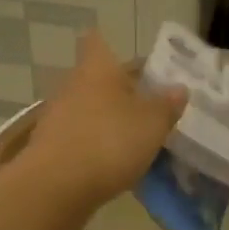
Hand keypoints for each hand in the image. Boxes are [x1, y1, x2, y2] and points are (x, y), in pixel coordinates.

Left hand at [16, 32, 185, 219]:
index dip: (109, 45)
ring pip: (85, 110)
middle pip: (94, 79)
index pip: (96, 41)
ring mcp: (56, 117)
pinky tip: (111, 164)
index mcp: (96, 68)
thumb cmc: (109, 142)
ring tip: (133, 140)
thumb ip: (167, 105)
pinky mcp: (49, 147)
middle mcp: (71, 85)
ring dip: (105, 121)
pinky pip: (77, 138)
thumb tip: (179, 88)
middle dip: (117, 91)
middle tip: (146, 107)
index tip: (126, 60)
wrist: (56, 188)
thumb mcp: (152, 124)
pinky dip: (93, 146)